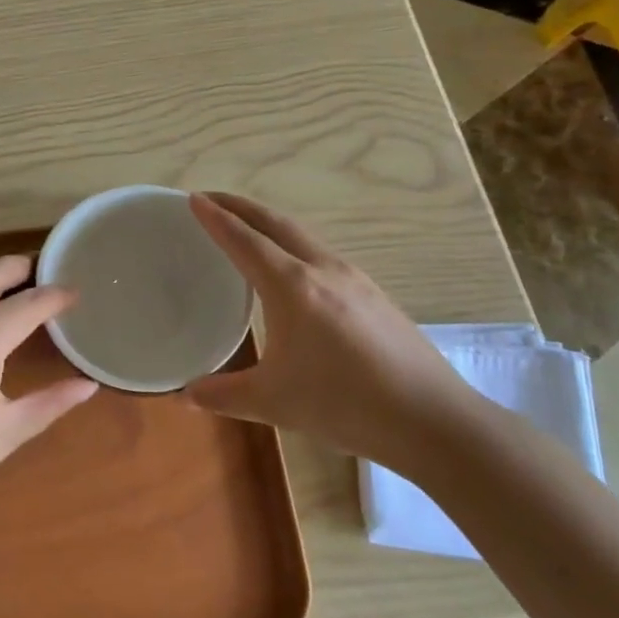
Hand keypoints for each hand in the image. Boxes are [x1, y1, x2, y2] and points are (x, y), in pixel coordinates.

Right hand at [186, 194, 481, 472]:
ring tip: (248, 228)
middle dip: (240, 206)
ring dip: (269, 223)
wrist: (432, 418)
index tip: (194, 199)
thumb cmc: (345, 404)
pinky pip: (322, 253)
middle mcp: (322, 269)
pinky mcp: (373, 293)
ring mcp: (354, 278)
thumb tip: (186, 394)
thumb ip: (224, 395)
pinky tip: (294, 269)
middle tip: (212, 199)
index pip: (244, 240)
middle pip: (274, 223)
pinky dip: (294, 244)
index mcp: (291, 286)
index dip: (216, 218)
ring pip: (302, 235)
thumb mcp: (274, 403)